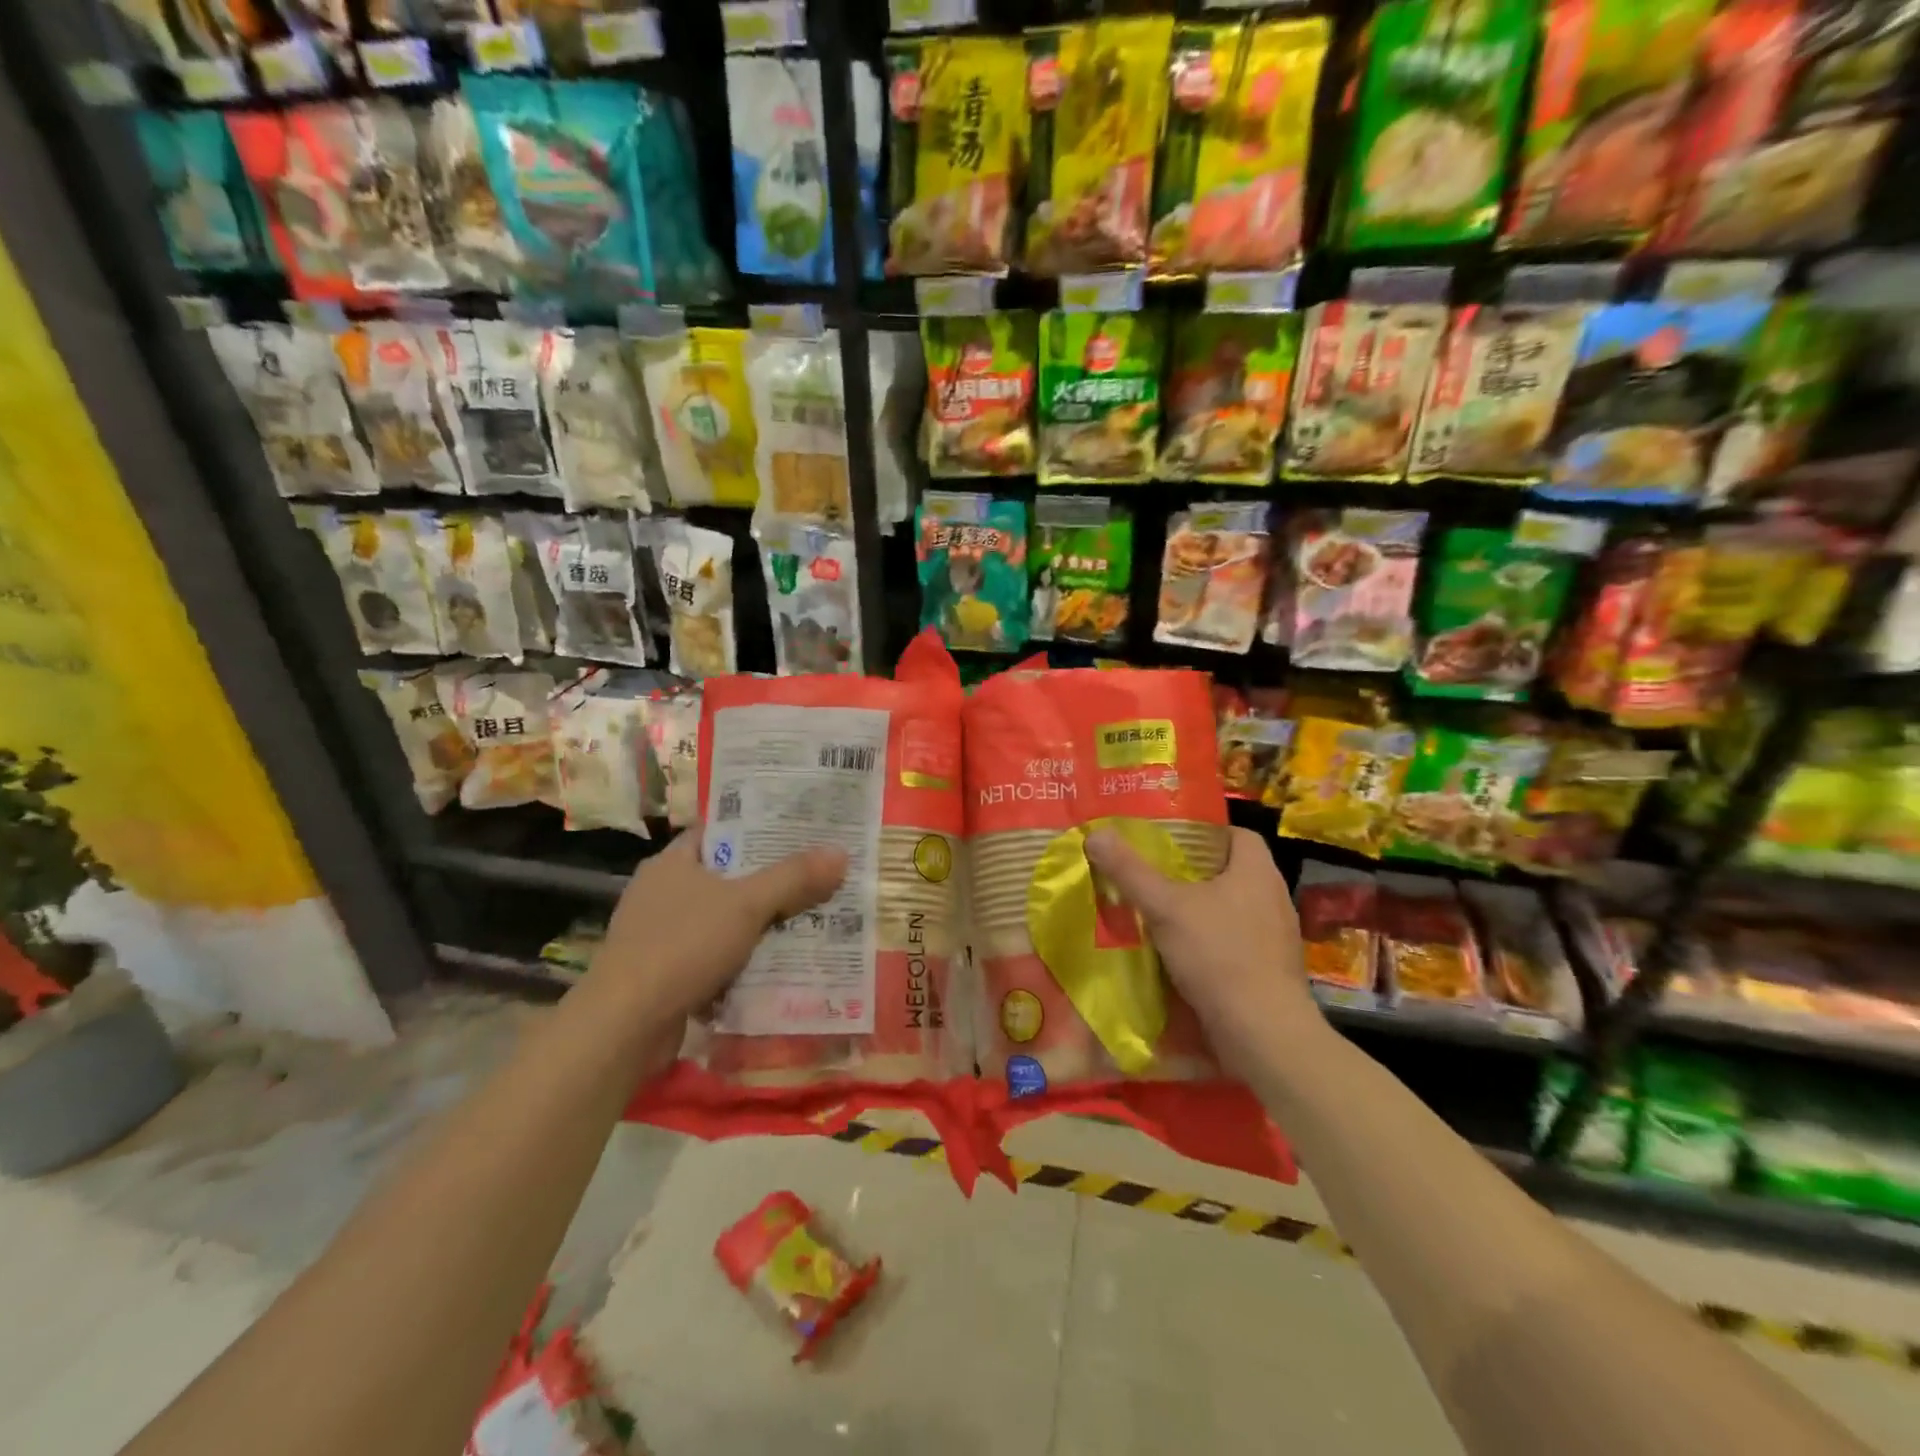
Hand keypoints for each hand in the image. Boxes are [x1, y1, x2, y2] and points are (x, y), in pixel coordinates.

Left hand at [587, 827, 847, 1040]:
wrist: (625, 1026)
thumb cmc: (682, 946)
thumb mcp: (747, 905)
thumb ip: (793, 878)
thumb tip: (841, 853)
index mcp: (672, 863)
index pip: (719, 831)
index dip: (758, 828)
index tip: (799, 832)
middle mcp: (661, 892)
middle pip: (726, 877)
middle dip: (769, 882)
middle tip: (816, 878)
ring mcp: (659, 935)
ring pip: (722, 921)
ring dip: (758, 926)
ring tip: (808, 921)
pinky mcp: (663, 974)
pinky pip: (713, 957)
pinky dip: (740, 961)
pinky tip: (774, 966)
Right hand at [1084, 825, 1322, 1077]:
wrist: (1264, 1034)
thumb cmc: (1219, 956)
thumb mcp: (1165, 908)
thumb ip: (1130, 871)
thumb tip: (1096, 833)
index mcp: (1257, 872)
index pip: (1237, 834)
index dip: (1205, 832)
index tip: (1171, 840)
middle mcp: (1273, 898)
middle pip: (1231, 871)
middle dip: (1194, 872)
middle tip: (1154, 874)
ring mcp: (1276, 938)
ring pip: (1233, 909)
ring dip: (1201, 910)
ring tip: (1161, 913)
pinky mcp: (1271, 971)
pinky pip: (1237, 942)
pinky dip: (1211, 943)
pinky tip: (1181, 954)